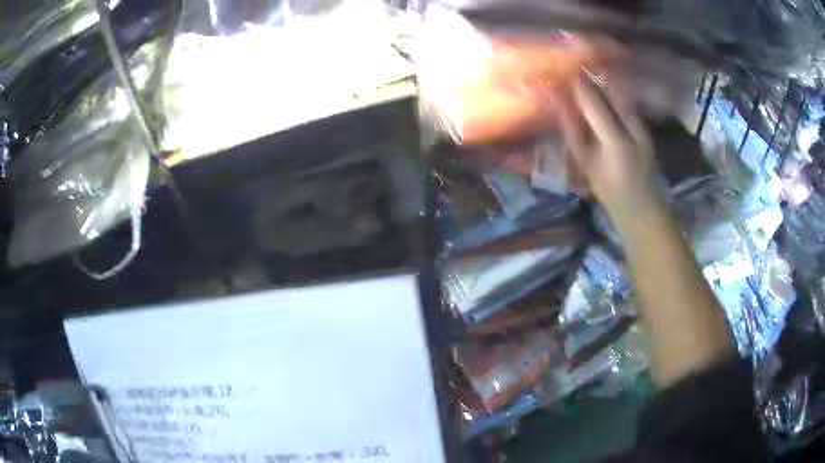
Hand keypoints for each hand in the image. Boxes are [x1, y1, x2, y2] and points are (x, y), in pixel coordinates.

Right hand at [560, 73, 657, 221]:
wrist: (638, 202)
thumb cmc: (606, 186)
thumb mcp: (584, 159)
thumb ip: (571, 128)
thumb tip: (556, 101)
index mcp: (614, 141)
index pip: (592, 102)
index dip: (577, 85)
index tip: (562, 74)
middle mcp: (632, 129)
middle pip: (610, 93)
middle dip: (592, 80)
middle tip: (574, 70)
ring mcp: (643, 127)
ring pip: (621, 96)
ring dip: (604, 84)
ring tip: (588, 74)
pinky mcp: (647, 128)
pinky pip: (628, 105)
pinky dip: (615, 95)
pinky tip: (605, 90)